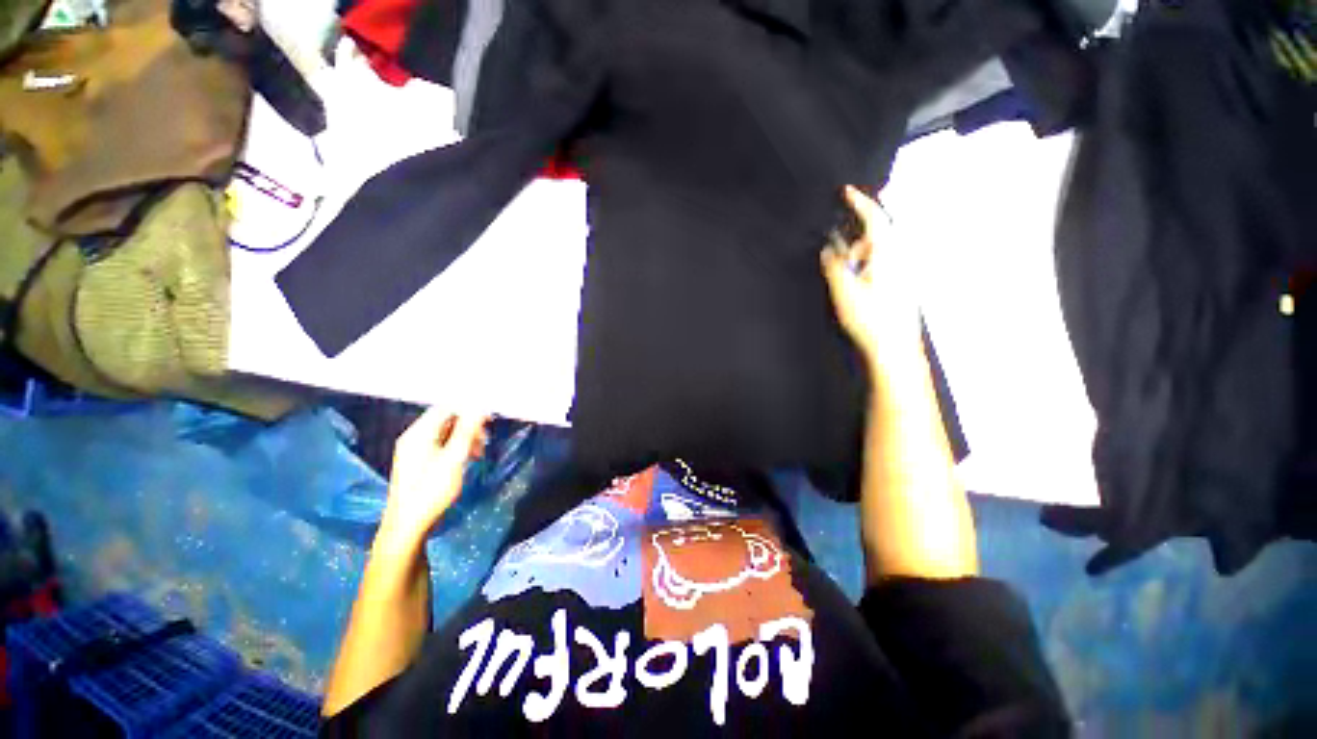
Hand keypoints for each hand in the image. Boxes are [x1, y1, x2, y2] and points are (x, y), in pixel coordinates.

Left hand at [377, 408, 488, 546]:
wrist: (408, 525)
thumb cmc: (431, 490)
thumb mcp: (454, 458)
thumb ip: (467, 431)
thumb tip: (480, 407)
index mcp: (419, 433)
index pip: (446, 407)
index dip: (469, 408)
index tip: (490, 417)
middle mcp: (414, 437)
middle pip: (446, 419)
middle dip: (469, 425)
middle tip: (486, 438)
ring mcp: (415, 450)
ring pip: (446, 432)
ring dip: (465, 437)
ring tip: (480, 451)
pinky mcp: (419, 462)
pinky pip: (441, 444)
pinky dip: (457, 447)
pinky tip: (468, 458)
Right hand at [820, 186, 921, 364]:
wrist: (895, 347)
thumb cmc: (870, 319)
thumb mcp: (844, 291)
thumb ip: (834, 265)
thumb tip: (828, 247)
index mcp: (887, 254)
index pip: (874, 218)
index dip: (859, 202)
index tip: (845, 191)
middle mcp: (899, 258)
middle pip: (875, 235)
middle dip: (853, 241)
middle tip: (836, 260)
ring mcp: (902, 272)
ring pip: (877, 252)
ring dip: (858, 257)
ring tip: (844, 279)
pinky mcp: (901, 284)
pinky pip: (881, 264)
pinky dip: (866, 266)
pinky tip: (858, 285)